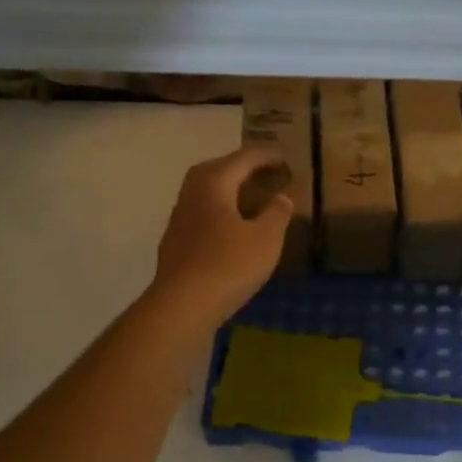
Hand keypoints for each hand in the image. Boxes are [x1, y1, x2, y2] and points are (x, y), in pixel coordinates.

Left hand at [148, 145, 293, 331]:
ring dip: (229, 190)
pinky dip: (220, 212)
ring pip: (207, 192)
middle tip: (266, 174)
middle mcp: (192, 193)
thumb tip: (281, 197)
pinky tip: (232, 229)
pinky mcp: (175, 242)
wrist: (182, 305)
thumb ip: (277, 213)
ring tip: (252, 199)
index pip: (243, 158)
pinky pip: (202, 214)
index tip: (286, 160)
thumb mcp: (266, 239)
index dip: (267, 156)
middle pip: (218, 169)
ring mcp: (179, 218)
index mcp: (214, 183)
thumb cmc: (228, 265)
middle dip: (243, 168)